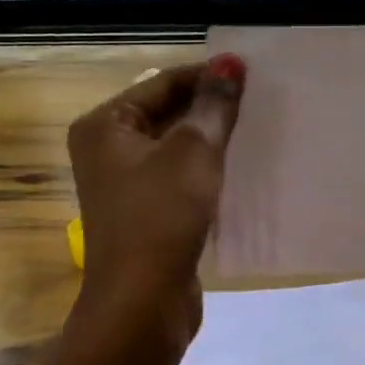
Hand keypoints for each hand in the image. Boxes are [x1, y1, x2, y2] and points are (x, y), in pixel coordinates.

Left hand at [66, 55, 245, 340]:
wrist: (142, 303)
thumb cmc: (161, 216)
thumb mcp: (193, 152)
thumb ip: (213, 105)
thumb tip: (231, 62)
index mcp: (104, 126)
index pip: (161, 83)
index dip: (206, 75)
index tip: (252, 73)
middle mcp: (107, 151)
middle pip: (166, 113)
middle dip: (210, 108)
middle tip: (260, 100)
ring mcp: (125, 186)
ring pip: (175, 148)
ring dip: (211, 139)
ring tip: (257, 128)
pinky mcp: (146, 214)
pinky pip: (179, 178)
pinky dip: (206, 171)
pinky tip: (242, 168)